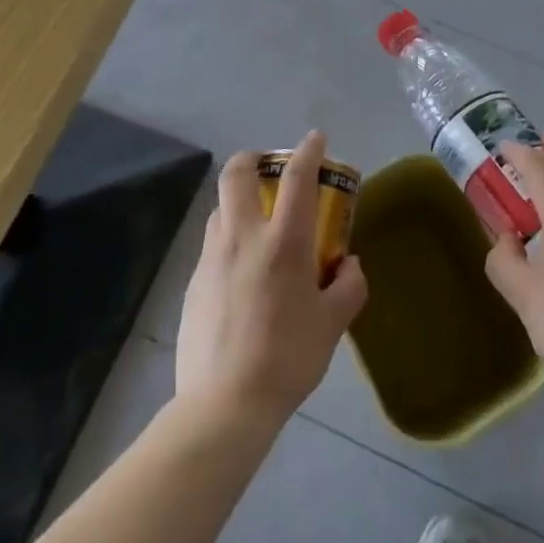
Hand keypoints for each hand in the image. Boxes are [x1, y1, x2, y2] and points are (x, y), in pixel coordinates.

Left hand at [175, 131, 368, 428]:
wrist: (224, 404)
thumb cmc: (287, 357)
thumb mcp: (332, 323)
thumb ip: (349, 286)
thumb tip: (350, 264)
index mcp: (282, 242)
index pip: (296, 178)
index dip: (308, 151)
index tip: (316, 138)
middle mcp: (242, 237)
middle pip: (237, 173)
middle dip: (254, 157)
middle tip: (270, 167)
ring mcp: (211, 258)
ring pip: (220, 207)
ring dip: (240, 200)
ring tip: (259, 222)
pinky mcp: (193, 282)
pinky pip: (212, 244)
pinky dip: (230, 238)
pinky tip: (244, 271)